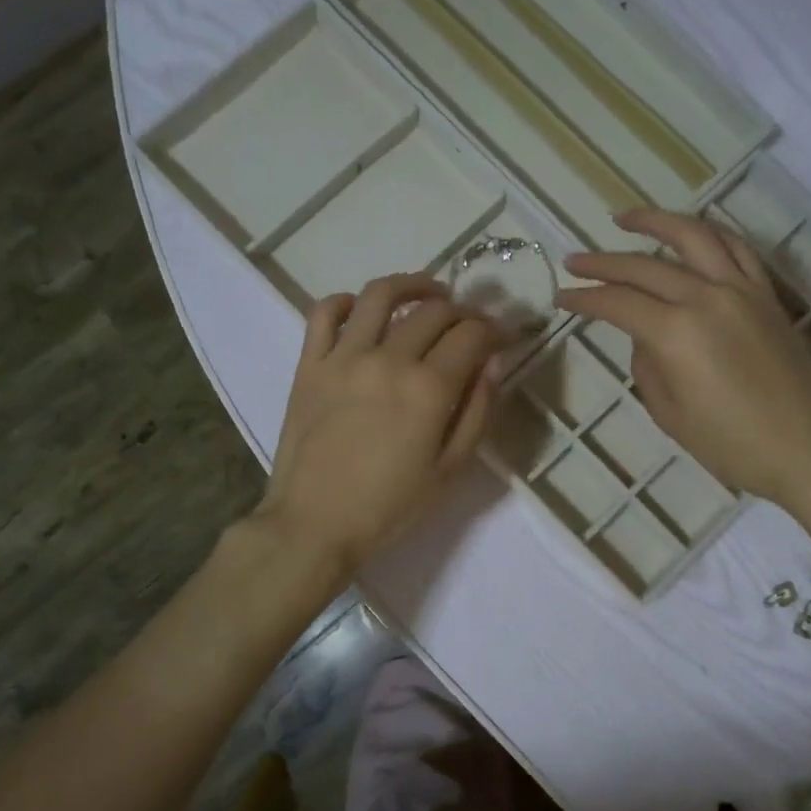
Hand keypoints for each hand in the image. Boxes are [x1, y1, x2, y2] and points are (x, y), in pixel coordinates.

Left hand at [258, 274, 503, 574]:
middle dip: (463, 311)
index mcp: (428, 389)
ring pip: (381, 295)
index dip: (494, 330)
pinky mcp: (310, 364)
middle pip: (434, 311)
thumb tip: (492, 364)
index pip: (471, 336)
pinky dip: (347, 301)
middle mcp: (388, 359)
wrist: (314, 525)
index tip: (501, 337)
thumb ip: (477, 413)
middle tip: (471, 324)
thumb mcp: (449, 471)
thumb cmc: (389, 508)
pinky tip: (363, 310)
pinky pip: (325, 312)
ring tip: (429, 292)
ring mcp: (343, 357)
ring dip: (413, 284)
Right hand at [557, 210, 810, 507]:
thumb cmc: (732, 445)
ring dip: (656, 222)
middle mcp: (707, 298)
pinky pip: (735, 249)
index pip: (618, 303)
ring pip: (694, 237)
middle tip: (574, 260)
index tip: (561, 296)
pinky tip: (689, 234)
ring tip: (625, 219)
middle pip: (646, 266)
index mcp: (677, 333)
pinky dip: (707, 234)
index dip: (585, 298)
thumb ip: (648, 367)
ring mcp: (742, 290)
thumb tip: (644, 338)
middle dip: (604, 262)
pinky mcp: (767, 295)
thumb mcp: (671, 415)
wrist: (807, 450)